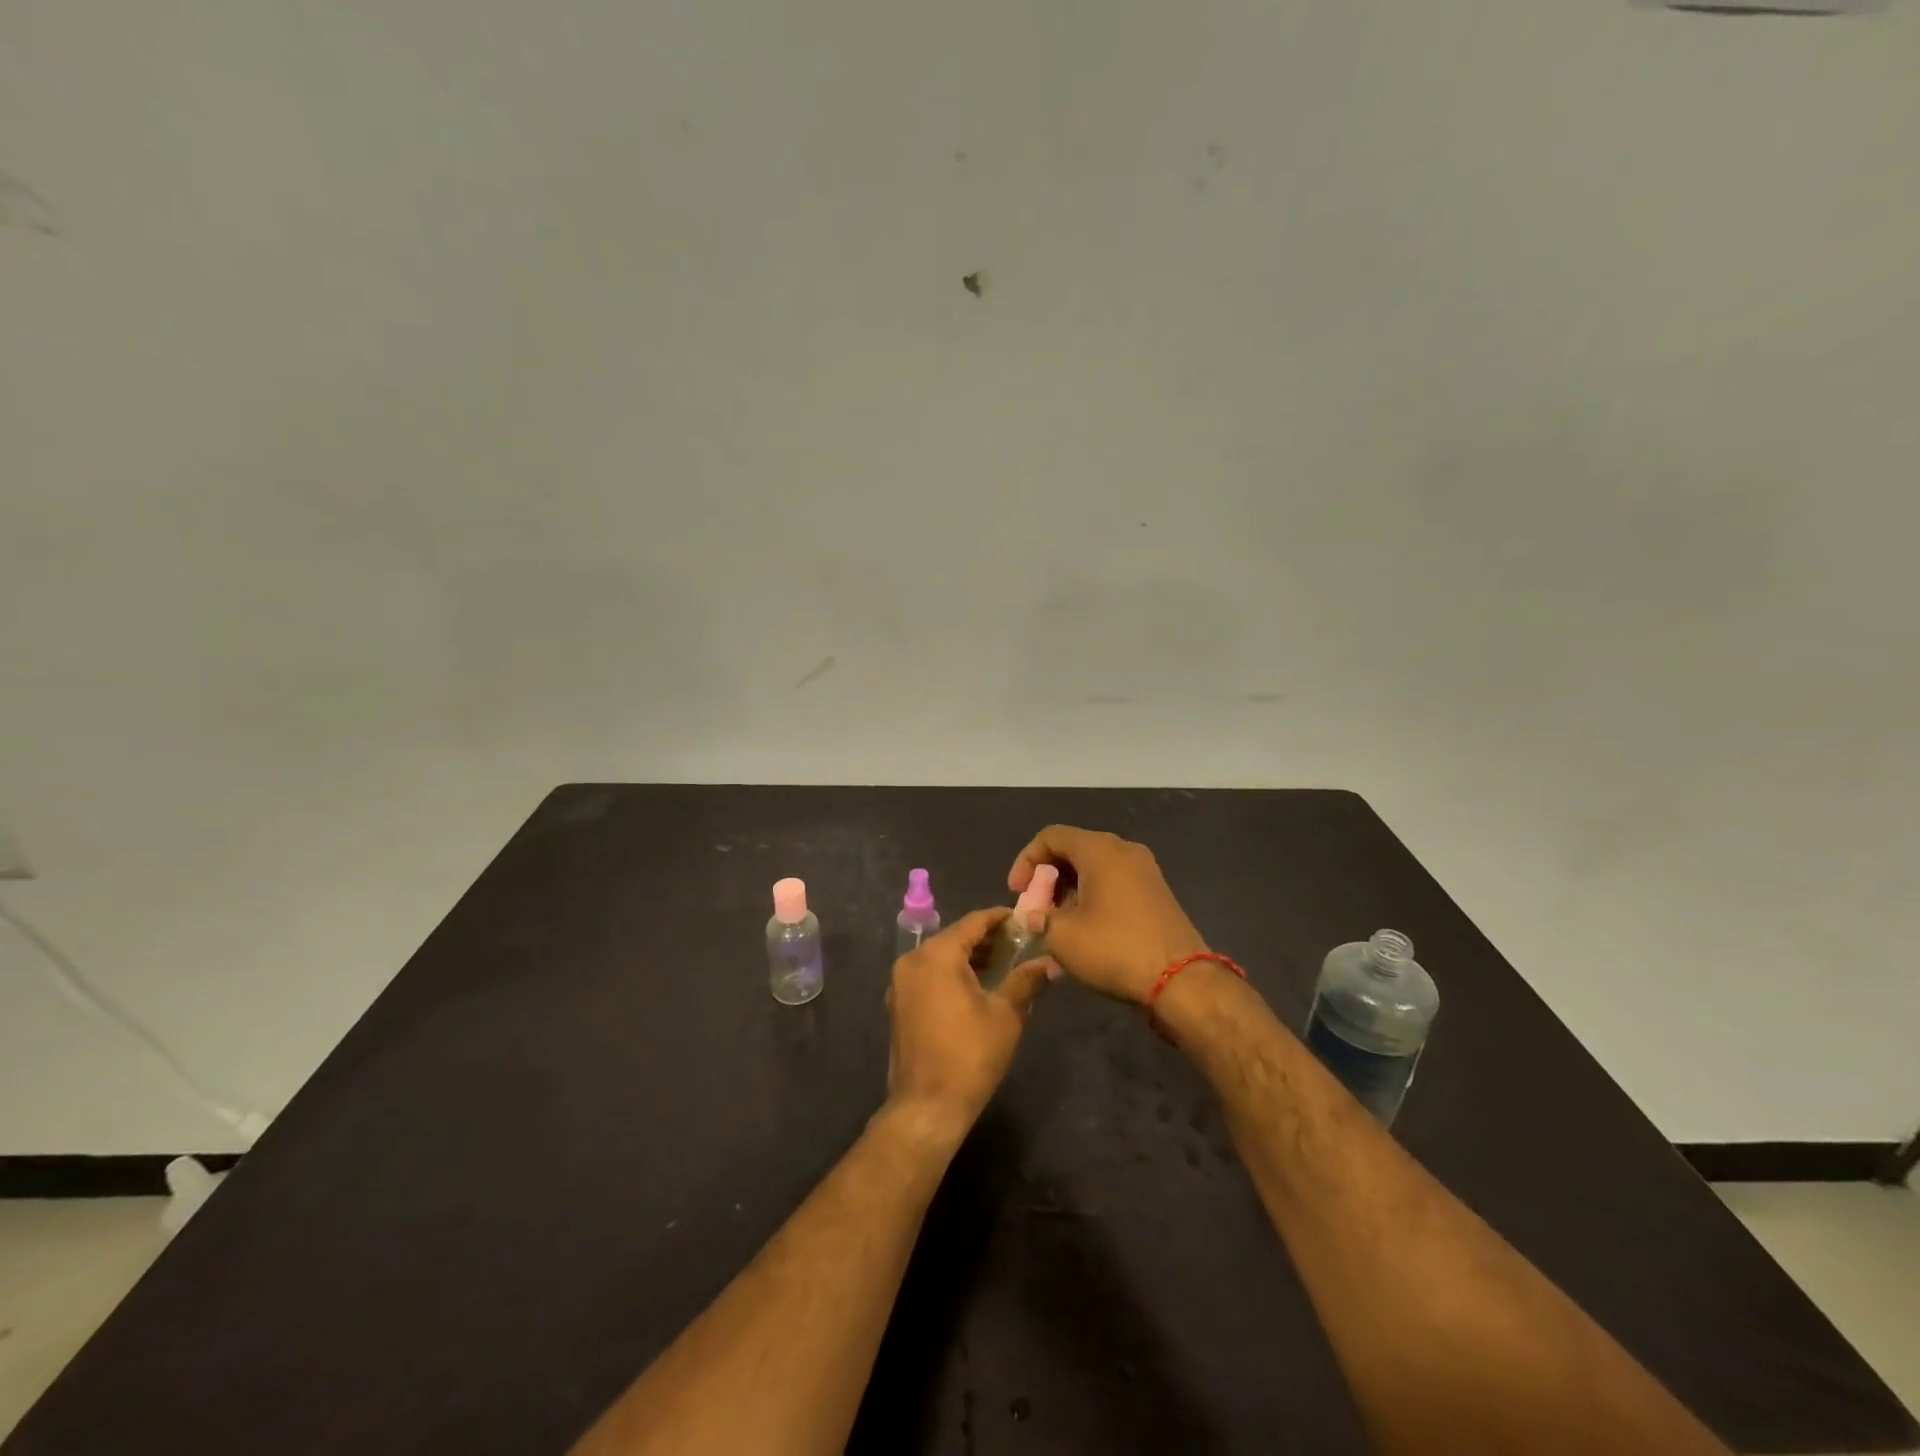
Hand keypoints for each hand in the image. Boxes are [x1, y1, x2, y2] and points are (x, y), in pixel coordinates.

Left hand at [885, 907, 1055, 1139]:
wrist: (927, 1106)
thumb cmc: (969, 1055)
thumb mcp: (1005, 1014)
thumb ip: (1026, 980)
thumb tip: (1049, 963)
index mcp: (936, 954)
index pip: (974, 922)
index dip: (1001, 918)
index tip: (1025, 921)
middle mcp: (913, 960)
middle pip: (956, 937)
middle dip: (988, 939)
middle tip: (1020, 945)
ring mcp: (901, 983)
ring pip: (941, 957)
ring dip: (971, 958)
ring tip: (1005, 966)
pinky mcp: (899, 1004)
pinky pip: (930, 975)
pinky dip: (953, 974)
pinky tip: (978, 987)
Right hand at [1009, 825, 1206, 1004]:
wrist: (1181, 980)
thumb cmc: (1115, 949)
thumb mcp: (1062, 936)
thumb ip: (1039, 918)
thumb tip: (1033, 916)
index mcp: (1099, 849)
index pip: (1051, 837)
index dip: (1026, 860)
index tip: (1017, 892)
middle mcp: (1124, 850)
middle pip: (1074, 851)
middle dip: (1048, 879)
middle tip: (1036, 909)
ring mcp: (1145, 871)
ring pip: (1094, 870)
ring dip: (1069, 893)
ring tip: (1056, 927)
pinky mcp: (1156, 893)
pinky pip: (1114, 885)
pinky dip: (1092, 900)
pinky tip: (1084, 933)